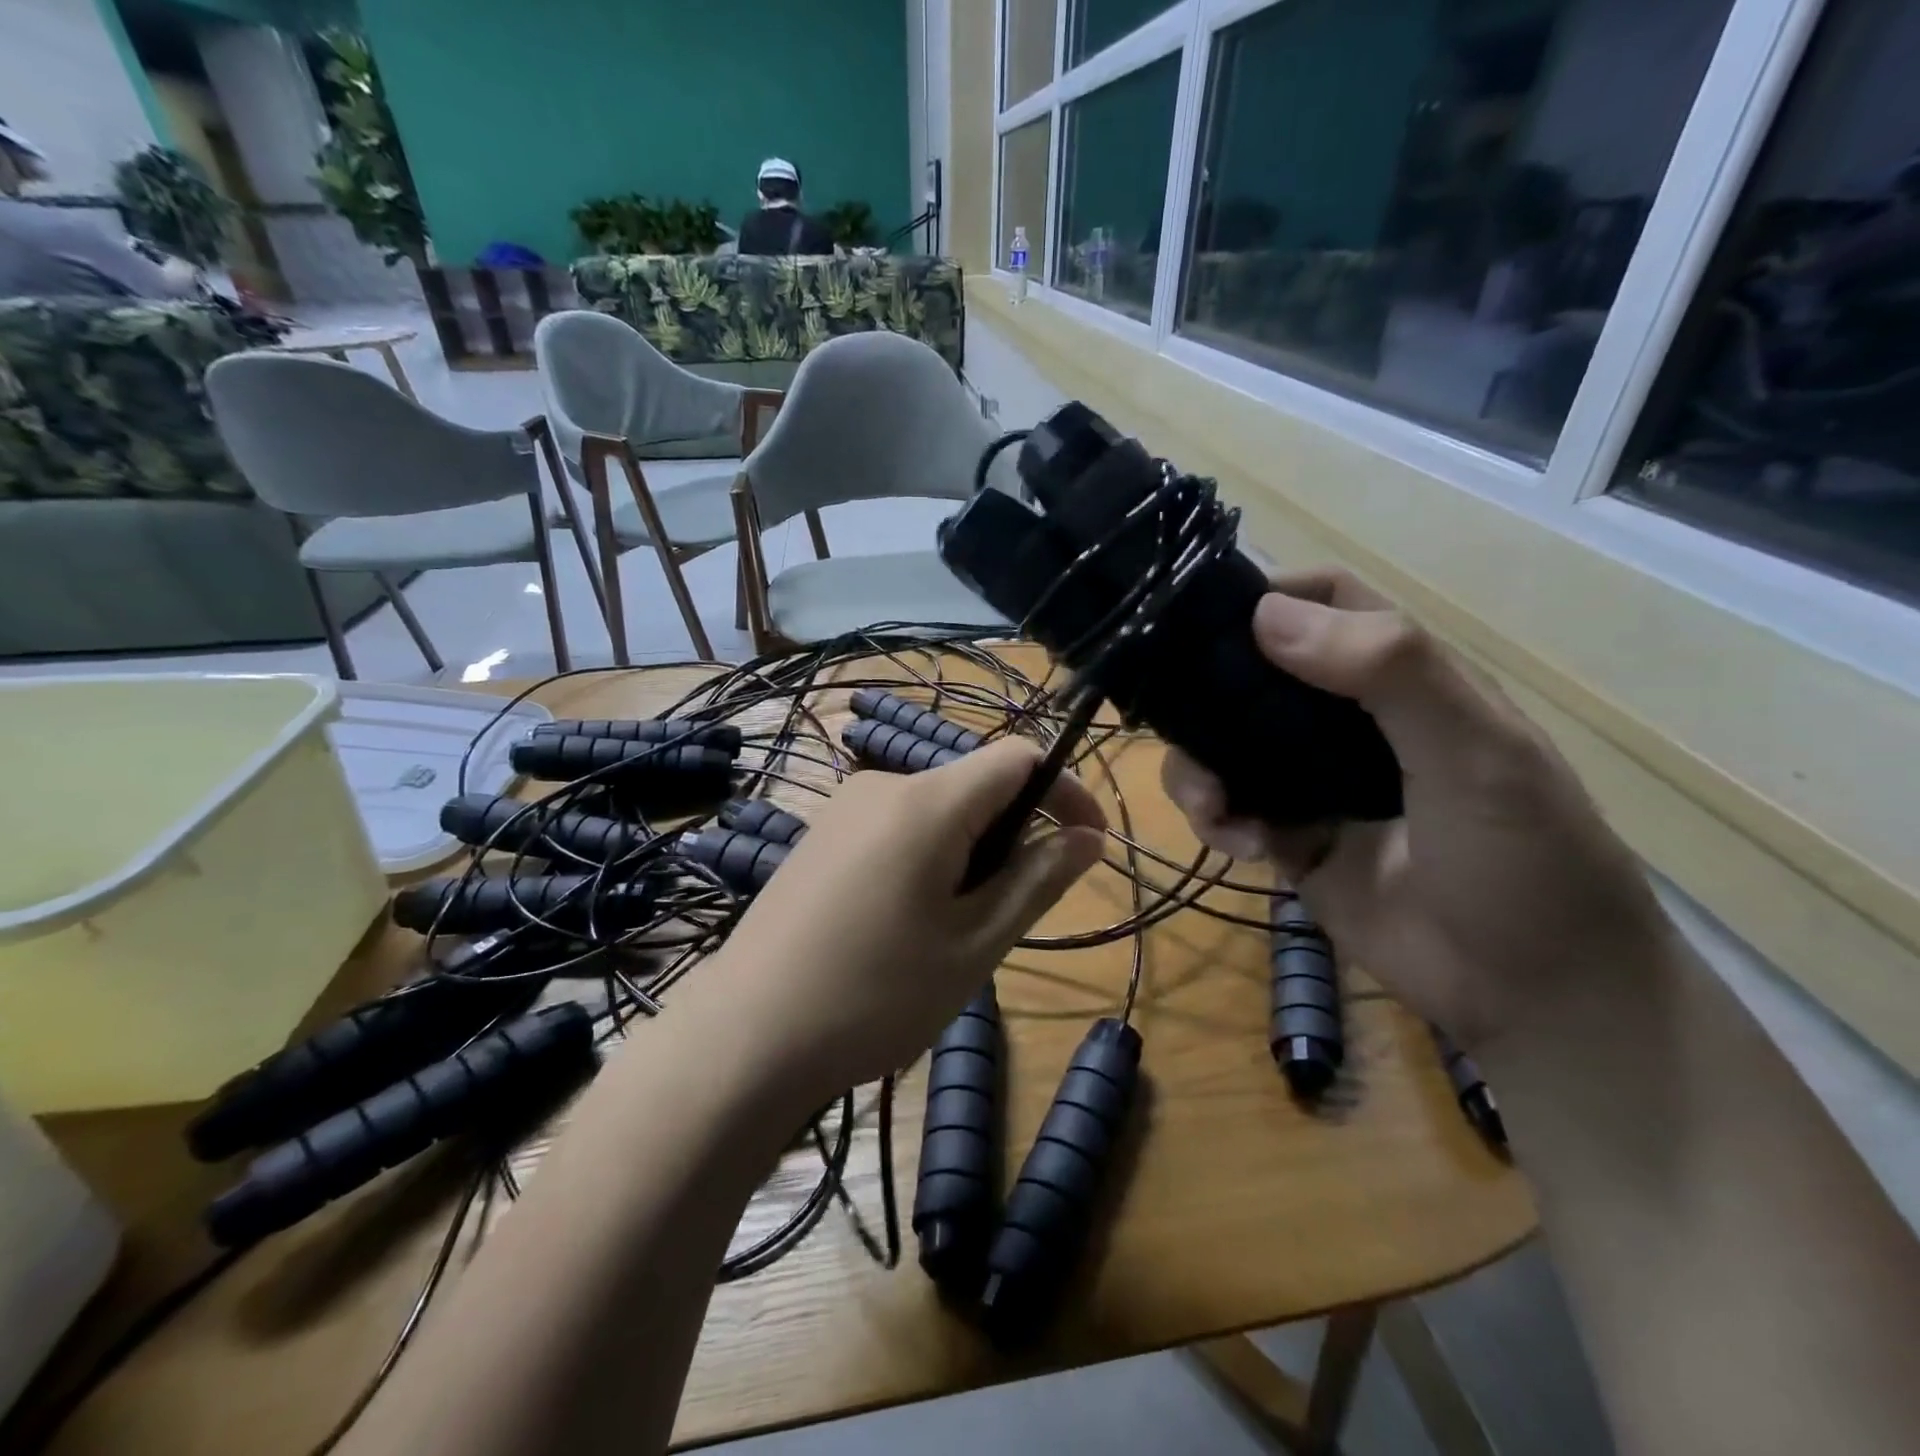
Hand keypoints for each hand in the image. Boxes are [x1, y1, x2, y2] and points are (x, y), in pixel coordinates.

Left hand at [717, 739, 1106, 1098]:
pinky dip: (930, 859)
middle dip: (1014, 835)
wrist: (746, 1036)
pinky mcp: (821, 837)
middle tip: (1009, 914)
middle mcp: (883, 785)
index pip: (1018, 758)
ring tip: (955, 930)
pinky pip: (899, 828)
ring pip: (938, 811)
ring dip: (971, 853)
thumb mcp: (975, 944)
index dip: (1066, 791)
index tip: (1091, 845)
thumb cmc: (876, 994)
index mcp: (927, 801)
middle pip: (976, 785)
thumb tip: (1089, 836)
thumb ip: (1037, 879)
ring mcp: (844, 809)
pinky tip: (906, 924)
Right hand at [1163, 569, 1668, 1045]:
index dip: (1270, 595)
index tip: (1205, 623)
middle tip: (1178, 720)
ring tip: (1211, 804)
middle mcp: (1348, 718)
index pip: (1328, 601)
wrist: (1533, 995)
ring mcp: (1313, 779)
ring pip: (1224, 742)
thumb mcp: (1474, 753)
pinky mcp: (1289, 836)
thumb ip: (1388, 671)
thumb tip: (1265, 614)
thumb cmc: (1525, 860)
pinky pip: (1228, 806)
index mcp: (1401, 677)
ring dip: (1198, 765)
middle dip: (1207, 693)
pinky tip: (1237, 844)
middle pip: (1254, 673)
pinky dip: (1214, 817)